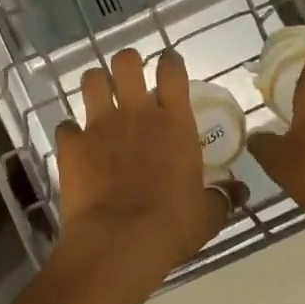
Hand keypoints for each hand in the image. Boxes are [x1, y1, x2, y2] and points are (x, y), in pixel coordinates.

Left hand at [54, 48, 237, 281]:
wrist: (119, 241)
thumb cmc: (172, 225)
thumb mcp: (208, 214)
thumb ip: (222, 196)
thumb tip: (239, 191)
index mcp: (174, 121)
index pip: (172, 71)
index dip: (170, 62)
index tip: (168, 64)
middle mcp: (136, 112)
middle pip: (126, 62)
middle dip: (127, 63)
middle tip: (129, 77)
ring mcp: (99, 124)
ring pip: (91, 80)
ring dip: (96, 84)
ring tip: (100, 96)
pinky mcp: (71, 143)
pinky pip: (66, 126)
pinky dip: (70, 133)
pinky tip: (75, 143)